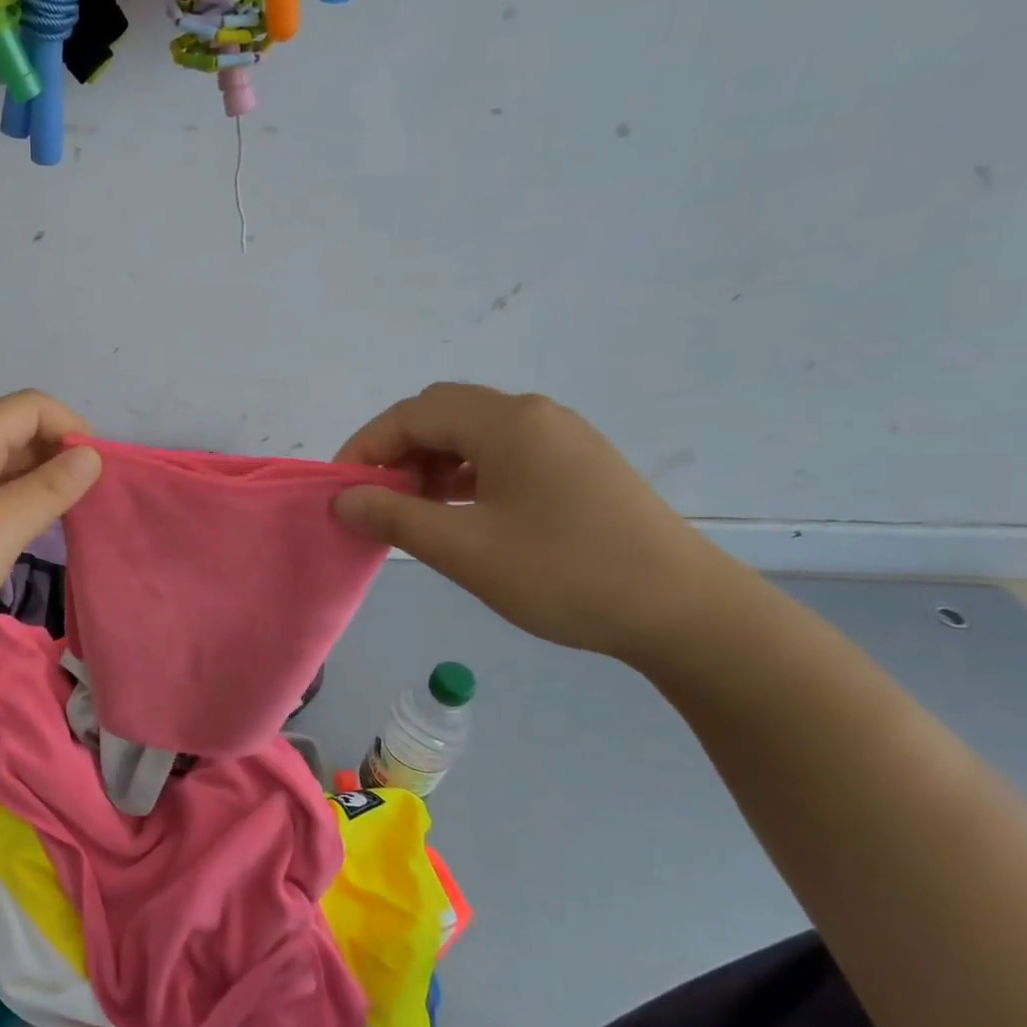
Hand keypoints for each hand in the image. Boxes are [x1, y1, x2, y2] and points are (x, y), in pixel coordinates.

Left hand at [0, 390, 101, 651]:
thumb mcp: (2, 525)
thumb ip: (51, 487)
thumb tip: (91, 456)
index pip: (30, 406)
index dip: (70, 427)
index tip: (96, 471)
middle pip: (14, 432)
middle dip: (57, 455)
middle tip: (87, 500)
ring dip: (36, 483)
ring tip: (63, 519)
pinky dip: (12, 506)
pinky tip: (22, 538)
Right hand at [331, 384, 739, 662]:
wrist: (684, 612)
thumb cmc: (564, 573)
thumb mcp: (465, 549)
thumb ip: (394, 517)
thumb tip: (343, 499)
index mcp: (506, 422)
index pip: (412, 414)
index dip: (366, 446)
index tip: (341, 490)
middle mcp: (533, 415)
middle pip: (441, 414)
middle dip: (397, 452)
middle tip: (377, 500)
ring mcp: (562, 438)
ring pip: (472, 434)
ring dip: (430, 464)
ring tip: (415, 512)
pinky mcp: (578, 465)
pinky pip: (503, 454)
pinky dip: (466, 475)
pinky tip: (461, 513)